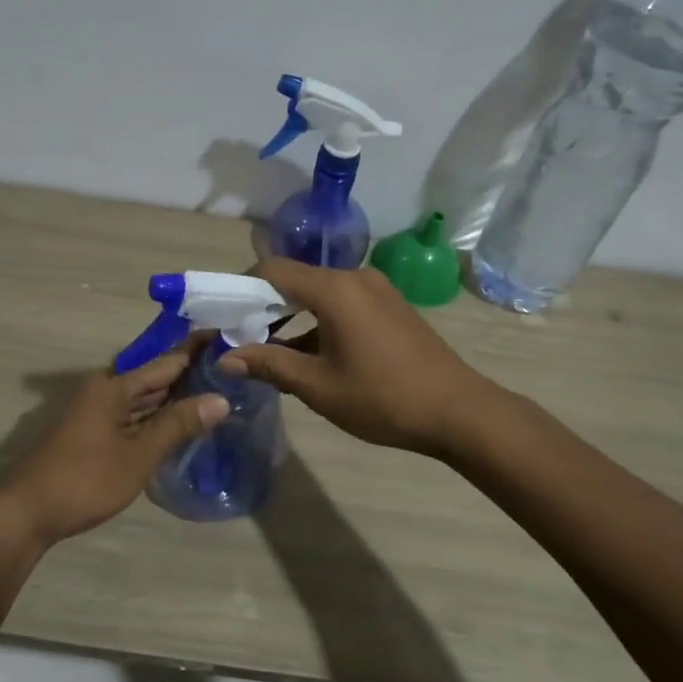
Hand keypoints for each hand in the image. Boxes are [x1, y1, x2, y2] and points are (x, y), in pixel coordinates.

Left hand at [0, 350, 229, 546]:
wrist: (25, 513)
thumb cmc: (85, 479)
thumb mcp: (138, 454)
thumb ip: (178, 424)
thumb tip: (221, 399)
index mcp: (114, 386)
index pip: (167, 361)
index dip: (198, 351)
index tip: (229, 341)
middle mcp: (103, 390)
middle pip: (155, 379)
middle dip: (190, 377)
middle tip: (232, 374)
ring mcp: (95, 412)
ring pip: (143, 400)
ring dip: (174, 400)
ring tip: (216, 395)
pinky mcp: (90, 433)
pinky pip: (131, 416)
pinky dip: (156, 418)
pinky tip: (179, 426)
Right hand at [217, 257, 489, 457]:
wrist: (458, 411)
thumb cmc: (382, 397)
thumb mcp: (317, 386)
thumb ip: (269, 365)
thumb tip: (224, 357)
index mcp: (334, 289)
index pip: (272, 270)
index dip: (242, 288)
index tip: (224, 317)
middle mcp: (355, 277)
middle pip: (296, 279)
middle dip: (265, 306)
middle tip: (242, 339)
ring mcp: (377, 290)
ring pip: (320, 294)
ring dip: (293, 317)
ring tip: (271, 353)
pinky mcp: (391, 306)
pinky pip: (343, 304)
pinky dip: (319, 321)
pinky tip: (311, 355)